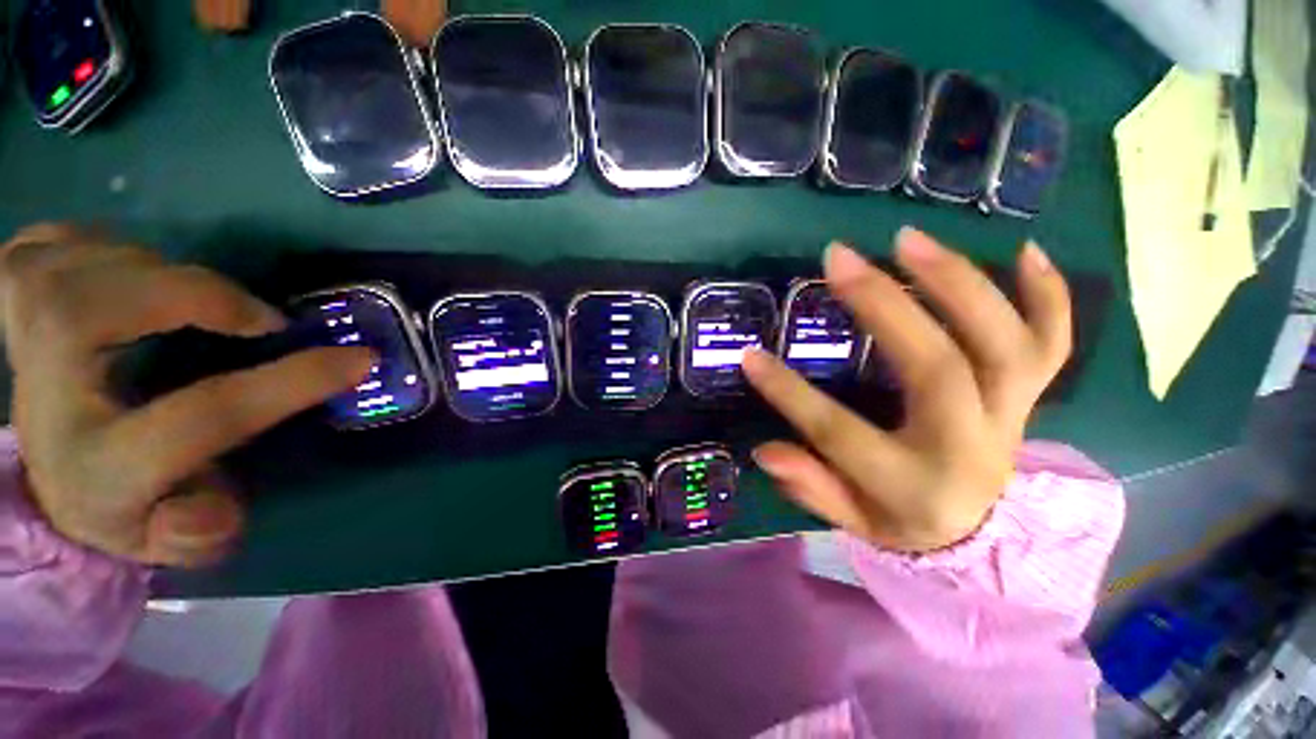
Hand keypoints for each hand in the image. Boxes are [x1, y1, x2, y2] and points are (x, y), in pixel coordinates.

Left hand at [0, 224, 373, 566]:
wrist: (52, 474)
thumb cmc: (129, 504)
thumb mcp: (171, 538)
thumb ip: (198, 533)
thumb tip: (215, 509)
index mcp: (97, 471)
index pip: (199, 420)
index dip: (288, 384)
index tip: (357, 360)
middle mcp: (43, 404)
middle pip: (82, 317)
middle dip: (186, 296)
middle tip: (255, 315)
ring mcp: (15, 344)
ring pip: (67, 271)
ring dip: (154, 270)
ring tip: (196, 297)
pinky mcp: (7, 306)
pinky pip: (46, 245)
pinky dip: (96, 244)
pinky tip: (127, 270)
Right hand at [743, 227, 1071, 551]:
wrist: (981, 537)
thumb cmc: (903, 521)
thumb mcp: (852, 520)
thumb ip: (811, 487)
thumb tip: (765, 452)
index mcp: (913, 484)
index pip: (839, 432)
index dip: (789, 394)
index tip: (750, 356)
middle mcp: (969, 445)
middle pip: (935, 366)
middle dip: (882, 306)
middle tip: (839, 260)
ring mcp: (1010, 415)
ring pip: (1003, 342)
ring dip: (957, 282)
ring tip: (908, 240)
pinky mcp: (1031, 396)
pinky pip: (1052, 342)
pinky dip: (1047, 294)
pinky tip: (1022, 250)